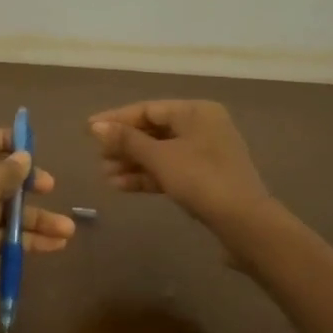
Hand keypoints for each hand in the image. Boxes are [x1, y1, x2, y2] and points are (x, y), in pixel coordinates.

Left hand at [0, 126, 74, 327]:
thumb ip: (9, 169)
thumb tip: (24, 158)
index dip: (6, 140)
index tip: (33, 149)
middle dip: (26, 183)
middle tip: (50, 188)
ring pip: (3, 210)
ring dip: (35, 218)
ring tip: (68, 230)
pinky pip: (2, 236)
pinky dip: (26, 239)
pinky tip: (55, 245)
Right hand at [89, 100, 273, 231]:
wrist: (243, 222)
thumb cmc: (201, 179)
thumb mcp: (160, 158)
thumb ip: (127, 140)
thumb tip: (96, 127)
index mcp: (196, 111)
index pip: (148, 109)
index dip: (116, 119)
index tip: (88, 130)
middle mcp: (202, 126)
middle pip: (153, 130)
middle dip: (124, 145)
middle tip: (97, 157)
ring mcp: (205, 154)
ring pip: (160, 153)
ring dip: (132, 163)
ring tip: (104, 176)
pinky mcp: (204, 178)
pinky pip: (169, 170)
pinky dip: (147, 176)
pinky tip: (121, 186)